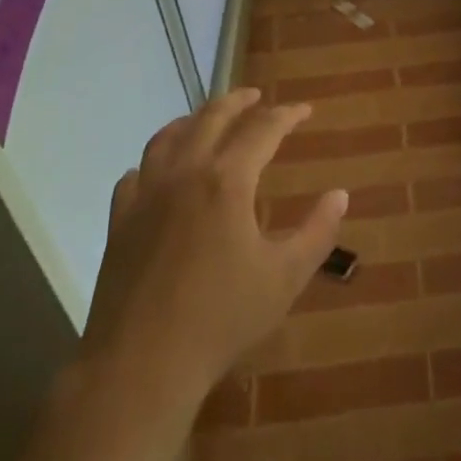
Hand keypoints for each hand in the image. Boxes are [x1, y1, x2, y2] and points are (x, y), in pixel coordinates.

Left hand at [81, 89, 347, 399]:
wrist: (141, 365)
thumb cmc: (222, 318)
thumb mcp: (285, 277)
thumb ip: (317, 231)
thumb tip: (340, 194)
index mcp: (227, 180)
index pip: (263, 129)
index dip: (287, 115)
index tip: (305, 110)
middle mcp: (185, 173)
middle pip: (212, 118)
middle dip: (238, 101)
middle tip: (257, 96)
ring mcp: (146, 195)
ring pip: (168, 137)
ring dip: (193, 120)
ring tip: (208, 119)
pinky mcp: (119, 221)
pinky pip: (136, 174)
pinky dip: (154, 161)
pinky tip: (159, 171)